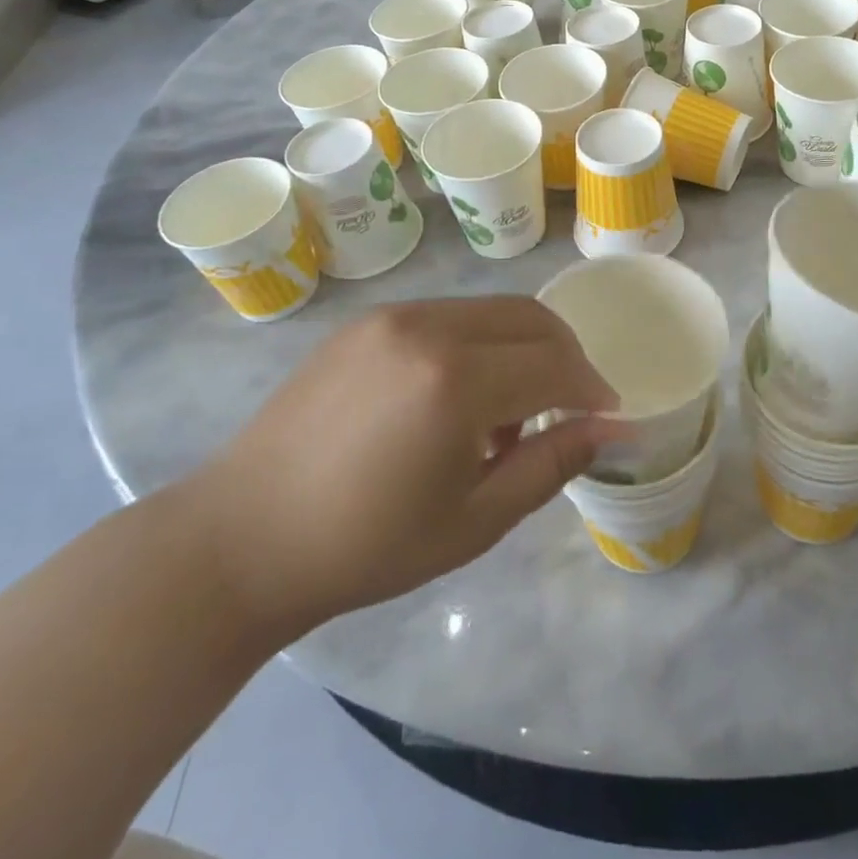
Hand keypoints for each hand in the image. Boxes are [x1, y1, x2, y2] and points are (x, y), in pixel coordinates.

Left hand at [188, 298, 617, 641]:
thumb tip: (614, 429)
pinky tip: (457, 398)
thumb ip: (552, 464)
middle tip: (572, 406)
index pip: (555, 364)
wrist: (243, 537)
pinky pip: (448, 316)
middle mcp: (429, 328)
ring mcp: (394, 316)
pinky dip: (478, 344)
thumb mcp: (474, 520)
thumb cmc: (366, 547)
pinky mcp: (367, 321)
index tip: (607, 416)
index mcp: (456, 382)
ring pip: (491, 311)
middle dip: (566, 356)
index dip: (591, 389)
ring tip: (508, 416)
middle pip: (531, 318)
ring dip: (522, 349)